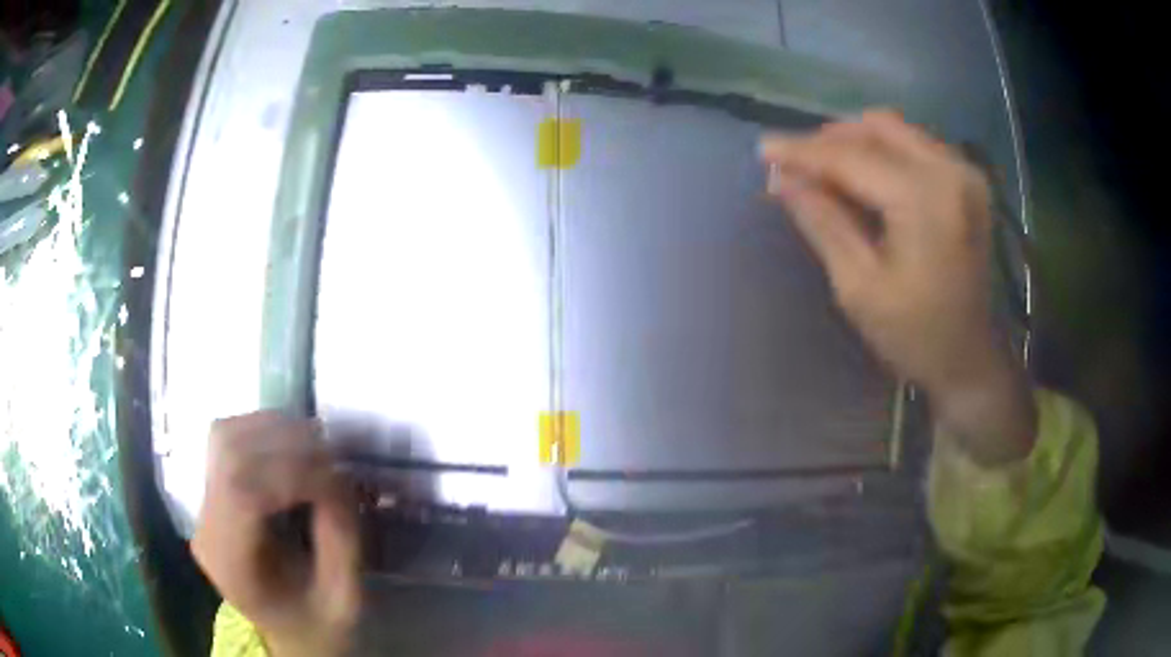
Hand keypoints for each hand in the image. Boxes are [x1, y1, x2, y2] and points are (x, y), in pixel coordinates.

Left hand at [192, 413, 360, 656]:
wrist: (291, 634)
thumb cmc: (318, 624)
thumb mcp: (344, 597)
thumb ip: (341, 539)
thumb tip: (337, 476)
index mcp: (232, 563)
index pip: (242, 492)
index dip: (291, 472)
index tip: (335, 477)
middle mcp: (206, 527)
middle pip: (227, 453)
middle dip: (283, 442)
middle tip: (330, 453)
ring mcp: (204, 506)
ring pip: (223, 436)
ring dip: (271, 429)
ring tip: (313, 445)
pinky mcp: (212, 493)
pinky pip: (227, 441)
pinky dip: (261, 430)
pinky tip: (290, 446)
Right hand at [759, 110, 1035, 463]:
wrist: (969, 359)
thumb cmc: (913, 335)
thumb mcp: (858, 286)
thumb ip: (822, 221)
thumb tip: (782, 179)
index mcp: (925, 200)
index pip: (852, 157)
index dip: (803, 151)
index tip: (763, 149)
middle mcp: (950, 171)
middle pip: (876, 129)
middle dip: (829, 142)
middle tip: (796, 168)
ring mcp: (964, 172)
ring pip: (895, 130)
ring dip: (855, 143)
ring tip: (826, 172)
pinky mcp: (968, 180)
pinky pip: (915, 144)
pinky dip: (882, 151)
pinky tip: (865, 177)